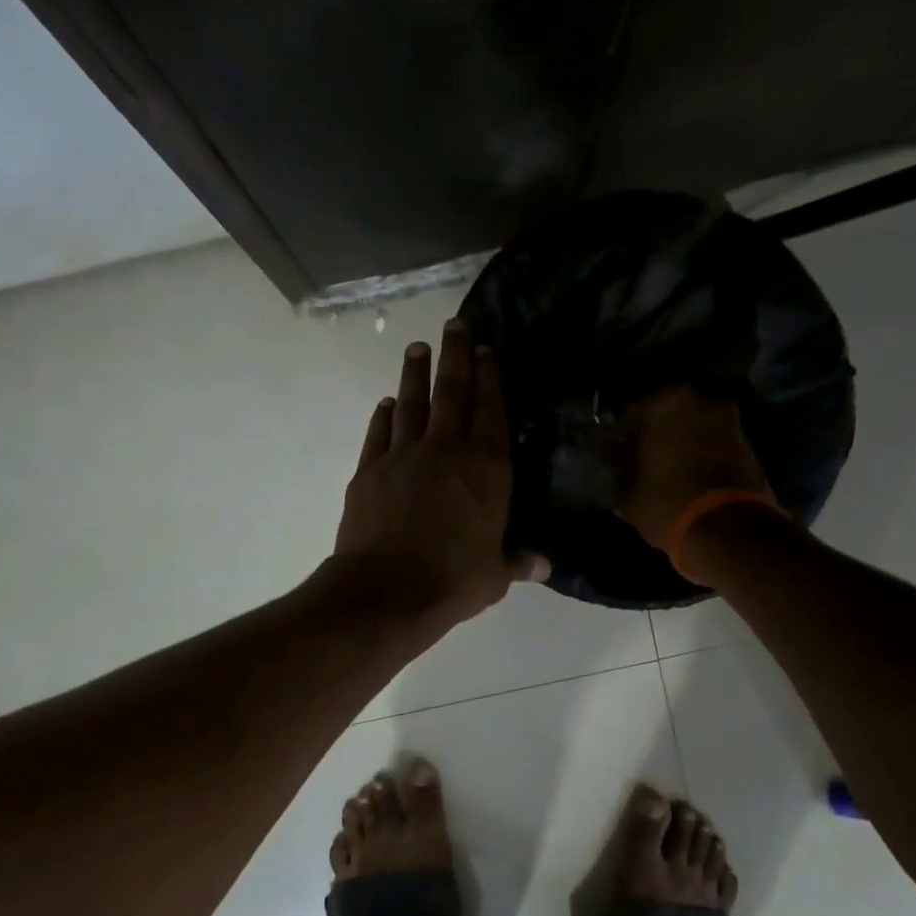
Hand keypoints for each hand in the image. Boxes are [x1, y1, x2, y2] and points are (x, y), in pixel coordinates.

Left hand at [334, 319, 546, 631]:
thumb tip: (545, 565)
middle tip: (456, 324)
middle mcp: (446, 451)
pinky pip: (380, 433)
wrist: (386, 591)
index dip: (490, 377)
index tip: (487, 349)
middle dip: (456, 356)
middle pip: (452, 392)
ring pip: (412, 402)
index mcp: (486, 470)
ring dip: (416, 373)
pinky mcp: (369, 470)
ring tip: (419, 347)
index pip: (491, 411)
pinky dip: (385, 415)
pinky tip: (388, 403)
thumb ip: (518, 561)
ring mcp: (403, 456)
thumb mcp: (494, 576)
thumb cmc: (452, 581)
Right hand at [614, 386, 772, 548]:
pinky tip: (689, 481)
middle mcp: (704, 402)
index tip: (616, 454)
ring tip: (667, 474)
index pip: (634, 412)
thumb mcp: (626, 488)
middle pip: (671, 417)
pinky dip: (703, 458)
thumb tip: (613, 453)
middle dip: (658, 435)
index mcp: (668, 402)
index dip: (623, 435)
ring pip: (696, 430)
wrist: (728, 531)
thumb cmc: (666, 501)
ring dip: (683, 446)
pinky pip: (715, 448)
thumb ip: (618, 463)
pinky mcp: (750, 449)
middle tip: (642, 461)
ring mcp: (731, 424)